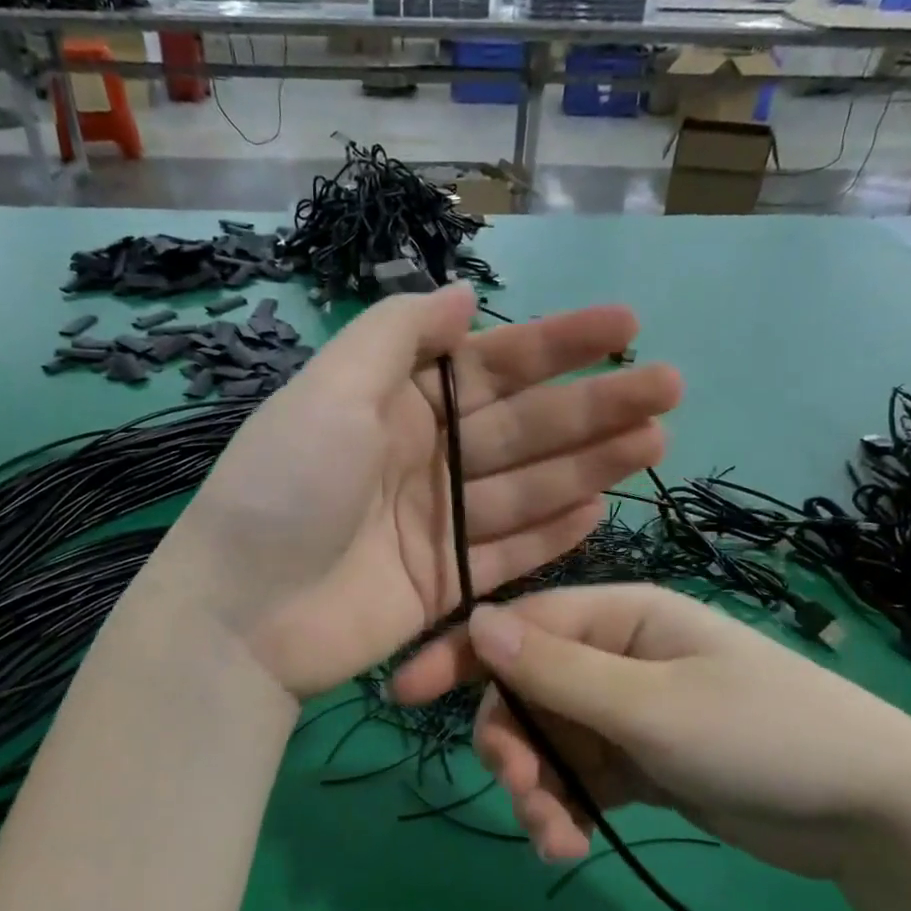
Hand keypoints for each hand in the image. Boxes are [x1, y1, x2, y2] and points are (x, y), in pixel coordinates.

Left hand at [153, 285, 681, 698]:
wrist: (242, 614)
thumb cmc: (284, 489)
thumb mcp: (329, 391)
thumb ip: (397, 336)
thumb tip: (461, 296)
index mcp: (396, 407)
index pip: (491, 367)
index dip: (557, 344)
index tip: (625, 325)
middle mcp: (424, 460)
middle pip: (522, 427)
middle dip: (593, 405)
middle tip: (668, 386)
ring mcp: (438, 527)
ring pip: (527, 488)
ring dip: (590, 463)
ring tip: (655, 441)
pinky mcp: (447, 585)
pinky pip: (510, 552)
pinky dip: (553, 532)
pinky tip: (602, 507)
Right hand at [390, 584, 910, 879]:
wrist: (872, 813)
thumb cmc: (762, 735)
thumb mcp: (652, 704)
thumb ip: (559, 670)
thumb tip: (477, 624)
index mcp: (620, 618)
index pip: (519, 626)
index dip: (459, 656)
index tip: (403, 695)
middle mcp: (616, 657)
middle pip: (526, 692)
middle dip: (513, 745)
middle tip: (524, 795)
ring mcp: (627, 712)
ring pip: (548, 742)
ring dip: (539, 790)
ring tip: (554, 838)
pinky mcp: (640, 763)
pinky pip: (579, 779)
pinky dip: (567, 810)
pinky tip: (572, 846)